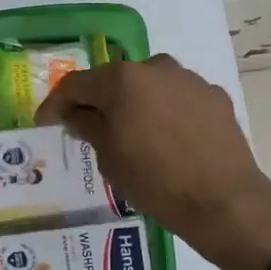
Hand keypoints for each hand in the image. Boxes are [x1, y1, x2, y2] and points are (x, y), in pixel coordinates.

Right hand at [35, 54, 270, 269]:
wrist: (224, 202)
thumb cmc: (155, 181)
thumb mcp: (109, 159)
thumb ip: (88, 127)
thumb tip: (78, 115)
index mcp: (122, 80)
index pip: (76, 84)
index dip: (56, 103)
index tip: (46, 121)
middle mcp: (155, 68)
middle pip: (115, 80)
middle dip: (99, 101)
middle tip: (88, 127)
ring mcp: (189, 80)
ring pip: (149, 87)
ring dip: (135, 105)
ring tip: (131, 134)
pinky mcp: (214, 96)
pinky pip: (177, 100)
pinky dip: (164, 113)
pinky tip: (166, 140)